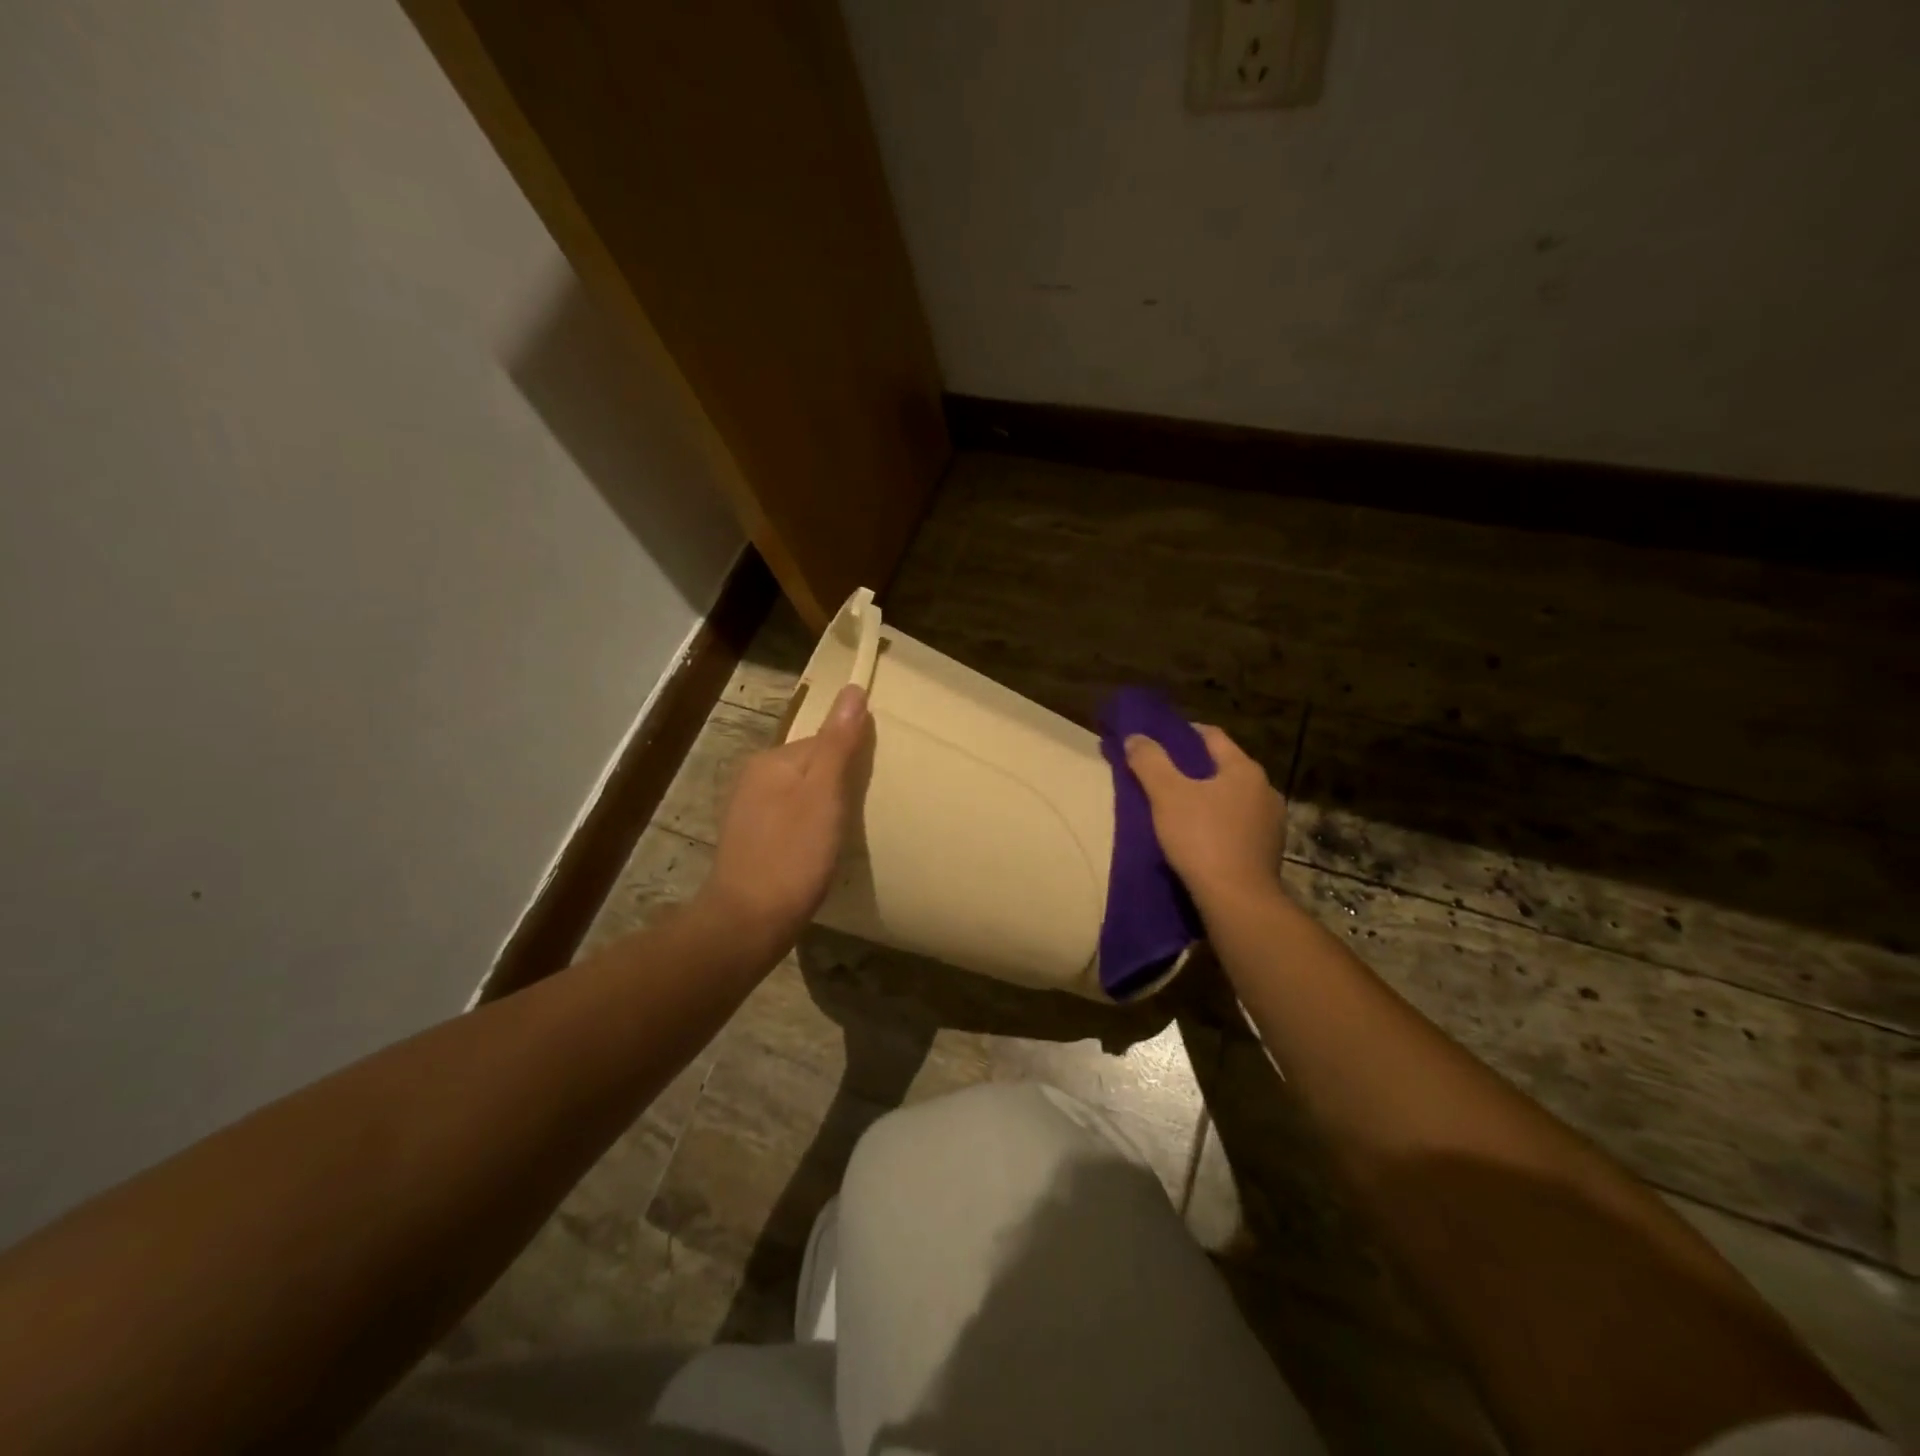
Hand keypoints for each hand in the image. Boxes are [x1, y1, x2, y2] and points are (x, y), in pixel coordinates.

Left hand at [696, 684, 872, 951]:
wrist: (747, 922)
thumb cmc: (792, 855)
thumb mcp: (824, 796)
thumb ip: (839, 743)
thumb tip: (854, 689)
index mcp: (772, 760)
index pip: (824, 741)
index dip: (852, 761)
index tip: (870, 788)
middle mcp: (754, 777)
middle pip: (811, 766)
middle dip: (838, 784)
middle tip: (860, 815)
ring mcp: (748, 810)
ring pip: (801, 794)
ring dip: (823, 807)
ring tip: (844, 834)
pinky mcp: (750, 840)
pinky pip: (789, 818)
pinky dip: (808, 827)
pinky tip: (818, 850)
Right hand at [1125, 725, 1285, 908]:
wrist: (1238, 902)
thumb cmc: (1202, 839)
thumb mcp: (1167, 795)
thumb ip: (1149, 761)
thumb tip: (1135, 737)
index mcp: (1245, 770)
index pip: (1211, 736)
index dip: (1182, 733)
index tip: (1156, 740)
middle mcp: (1265, 790)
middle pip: (1222, 768)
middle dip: (1192, 768)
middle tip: (1160, 774)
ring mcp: (1271, 824)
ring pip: (1230, 798)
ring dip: (1205, 798)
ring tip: (1175, 808)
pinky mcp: (1267, 852)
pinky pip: (1236, 826)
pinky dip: (1216, 823)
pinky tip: (1196, 837)